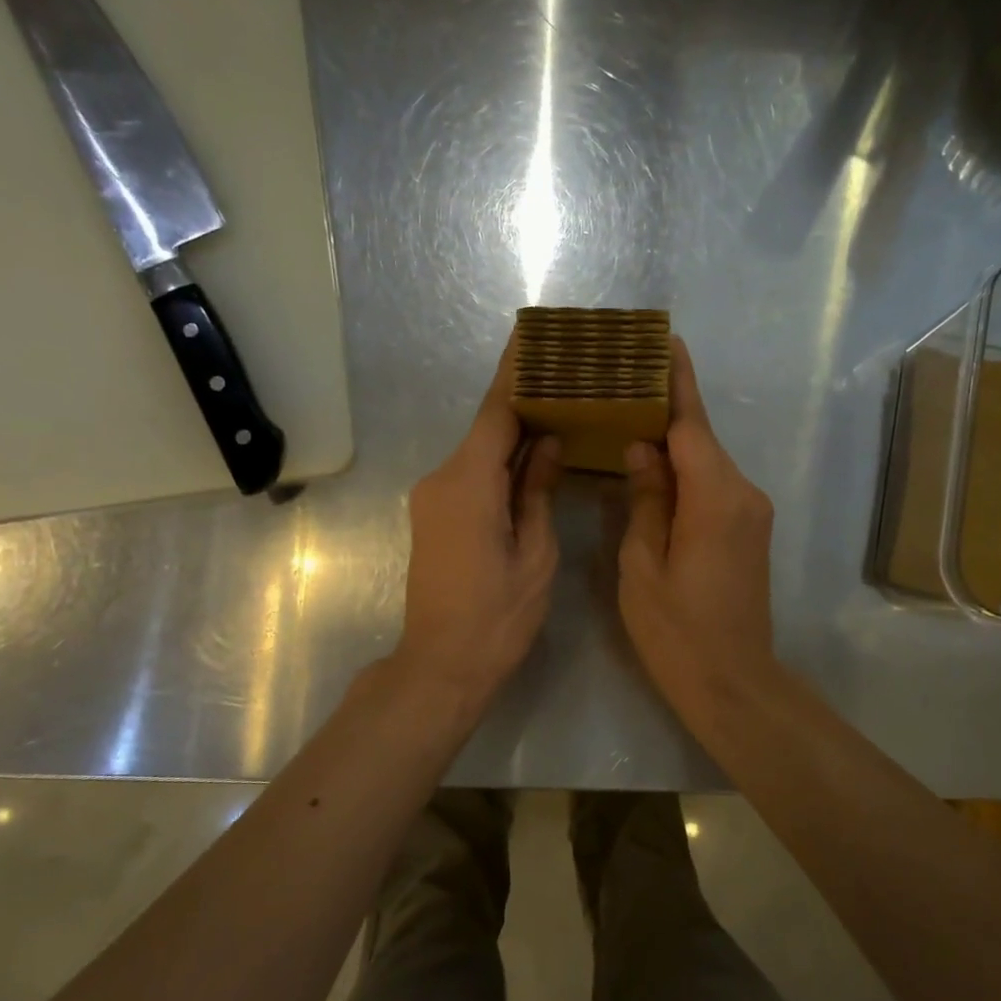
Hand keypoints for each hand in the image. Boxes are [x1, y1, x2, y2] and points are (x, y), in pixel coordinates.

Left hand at [397, 336, 562, 712]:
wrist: (441, 665)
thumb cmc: (497, 616)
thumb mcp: (535, 553)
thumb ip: (537, 490)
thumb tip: (547, 441)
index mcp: (468, 483)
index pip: (495, 411)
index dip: (516, 371)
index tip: (533, 335)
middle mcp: (442, 479)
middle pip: (487, 427)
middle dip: (524, 401)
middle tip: (567, 376)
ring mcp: (433, 498)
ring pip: (480, 453)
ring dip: (514, 435)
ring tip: (560, 412)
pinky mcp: (434, 516)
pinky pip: (471, 475)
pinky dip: (501, 463)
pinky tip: (532, 459)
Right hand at [618, 338, 780, 723]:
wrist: (733, 683)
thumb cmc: (677, 632)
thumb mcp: (643, 566)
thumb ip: (645, 500)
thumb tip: (641, 449)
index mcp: (715, 497)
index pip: (691, 424)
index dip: (676, 381)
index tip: (663, 341)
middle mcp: (743, 494)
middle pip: (700, 439)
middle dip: (665, 408)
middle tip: (622, 382)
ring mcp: (751, 513)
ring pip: (706, 463)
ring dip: (672, 443)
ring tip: (627, 420)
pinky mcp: (749, 531)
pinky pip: (713, 486)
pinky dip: (685, 472)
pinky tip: (652, 469)